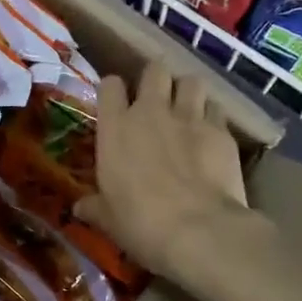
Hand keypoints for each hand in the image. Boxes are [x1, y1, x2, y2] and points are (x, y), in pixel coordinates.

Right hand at [73, 61, 247, 282]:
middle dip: (155, 80)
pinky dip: (213, 117)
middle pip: (154, 70)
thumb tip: (79, 208)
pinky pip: (217, 109)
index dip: (114, 90)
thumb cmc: (140, 222)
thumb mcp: (108, 218)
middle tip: (156, 100)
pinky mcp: (221, 131)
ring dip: (187, 92)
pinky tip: (211, 135)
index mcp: (116, 127)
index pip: (110, 85)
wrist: (198, 230)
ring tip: (187, 110)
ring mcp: (189, 117)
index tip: (116, 104)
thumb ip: (94, 206)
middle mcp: (151, 111)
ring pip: (191, 81)